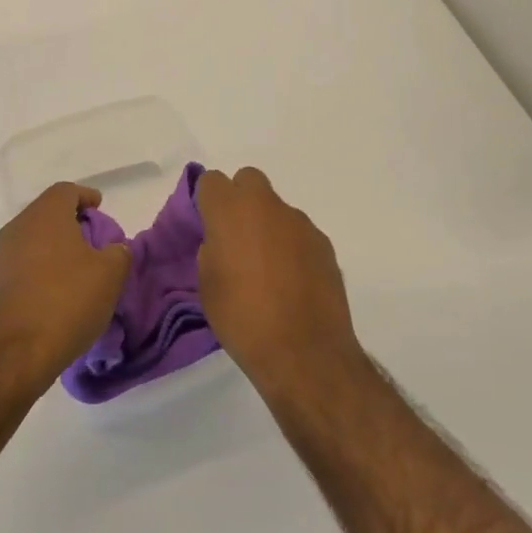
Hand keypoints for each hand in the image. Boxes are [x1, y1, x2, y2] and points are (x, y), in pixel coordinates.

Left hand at [0, 183, 129, 390]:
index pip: (66, 191)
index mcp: (46, 214)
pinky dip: (42, 268)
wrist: (13, 353)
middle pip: (48, 213)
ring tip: (78, 268)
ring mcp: (2, 255)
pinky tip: (57, 290)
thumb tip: (113, 248)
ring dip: (56, 247)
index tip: (100, 209)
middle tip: (93, 240)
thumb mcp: (110, 275)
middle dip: (72, 222)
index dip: (86, 197)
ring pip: (34, 238)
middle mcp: (19, 226)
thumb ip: (118, 252)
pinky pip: (24, 263)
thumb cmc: (66, 301)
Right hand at [196, 167, 360, 399]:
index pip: (212, 181)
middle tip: (236, 238)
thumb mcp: (208, 286)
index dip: (207, 201)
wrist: (304, 352)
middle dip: (240, 200)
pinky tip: (293, 282)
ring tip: (268, 270)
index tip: (207, 226)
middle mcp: (267, 206)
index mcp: (230, 211)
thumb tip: (223, 242)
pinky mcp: (324, 244)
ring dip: (268, 227)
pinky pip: (299, 234)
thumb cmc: (243, 319)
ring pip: (276, 209)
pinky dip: (292, 248)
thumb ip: (212, 250)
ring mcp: (300, 223)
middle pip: (248, 180)